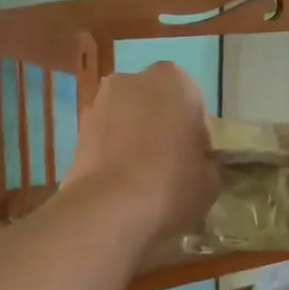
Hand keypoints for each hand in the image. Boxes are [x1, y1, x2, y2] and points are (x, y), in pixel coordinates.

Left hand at [62, 62, 219, 243]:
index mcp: (176, 81)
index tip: (195, 164)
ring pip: (128, 120)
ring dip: (135, 141)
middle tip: (170, 169)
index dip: (196, 137)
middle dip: (162, 130)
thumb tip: (201, 166)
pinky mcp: (77, 130)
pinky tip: (120, 185)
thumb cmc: (171, 186)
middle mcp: (134, 80)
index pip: (194, 106)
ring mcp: (100, 103)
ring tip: (141, 181)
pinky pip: (106, 139)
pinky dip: (113, 154)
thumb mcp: (211, 182)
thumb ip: (209, 164)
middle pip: (157, 106)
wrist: (108, 209)